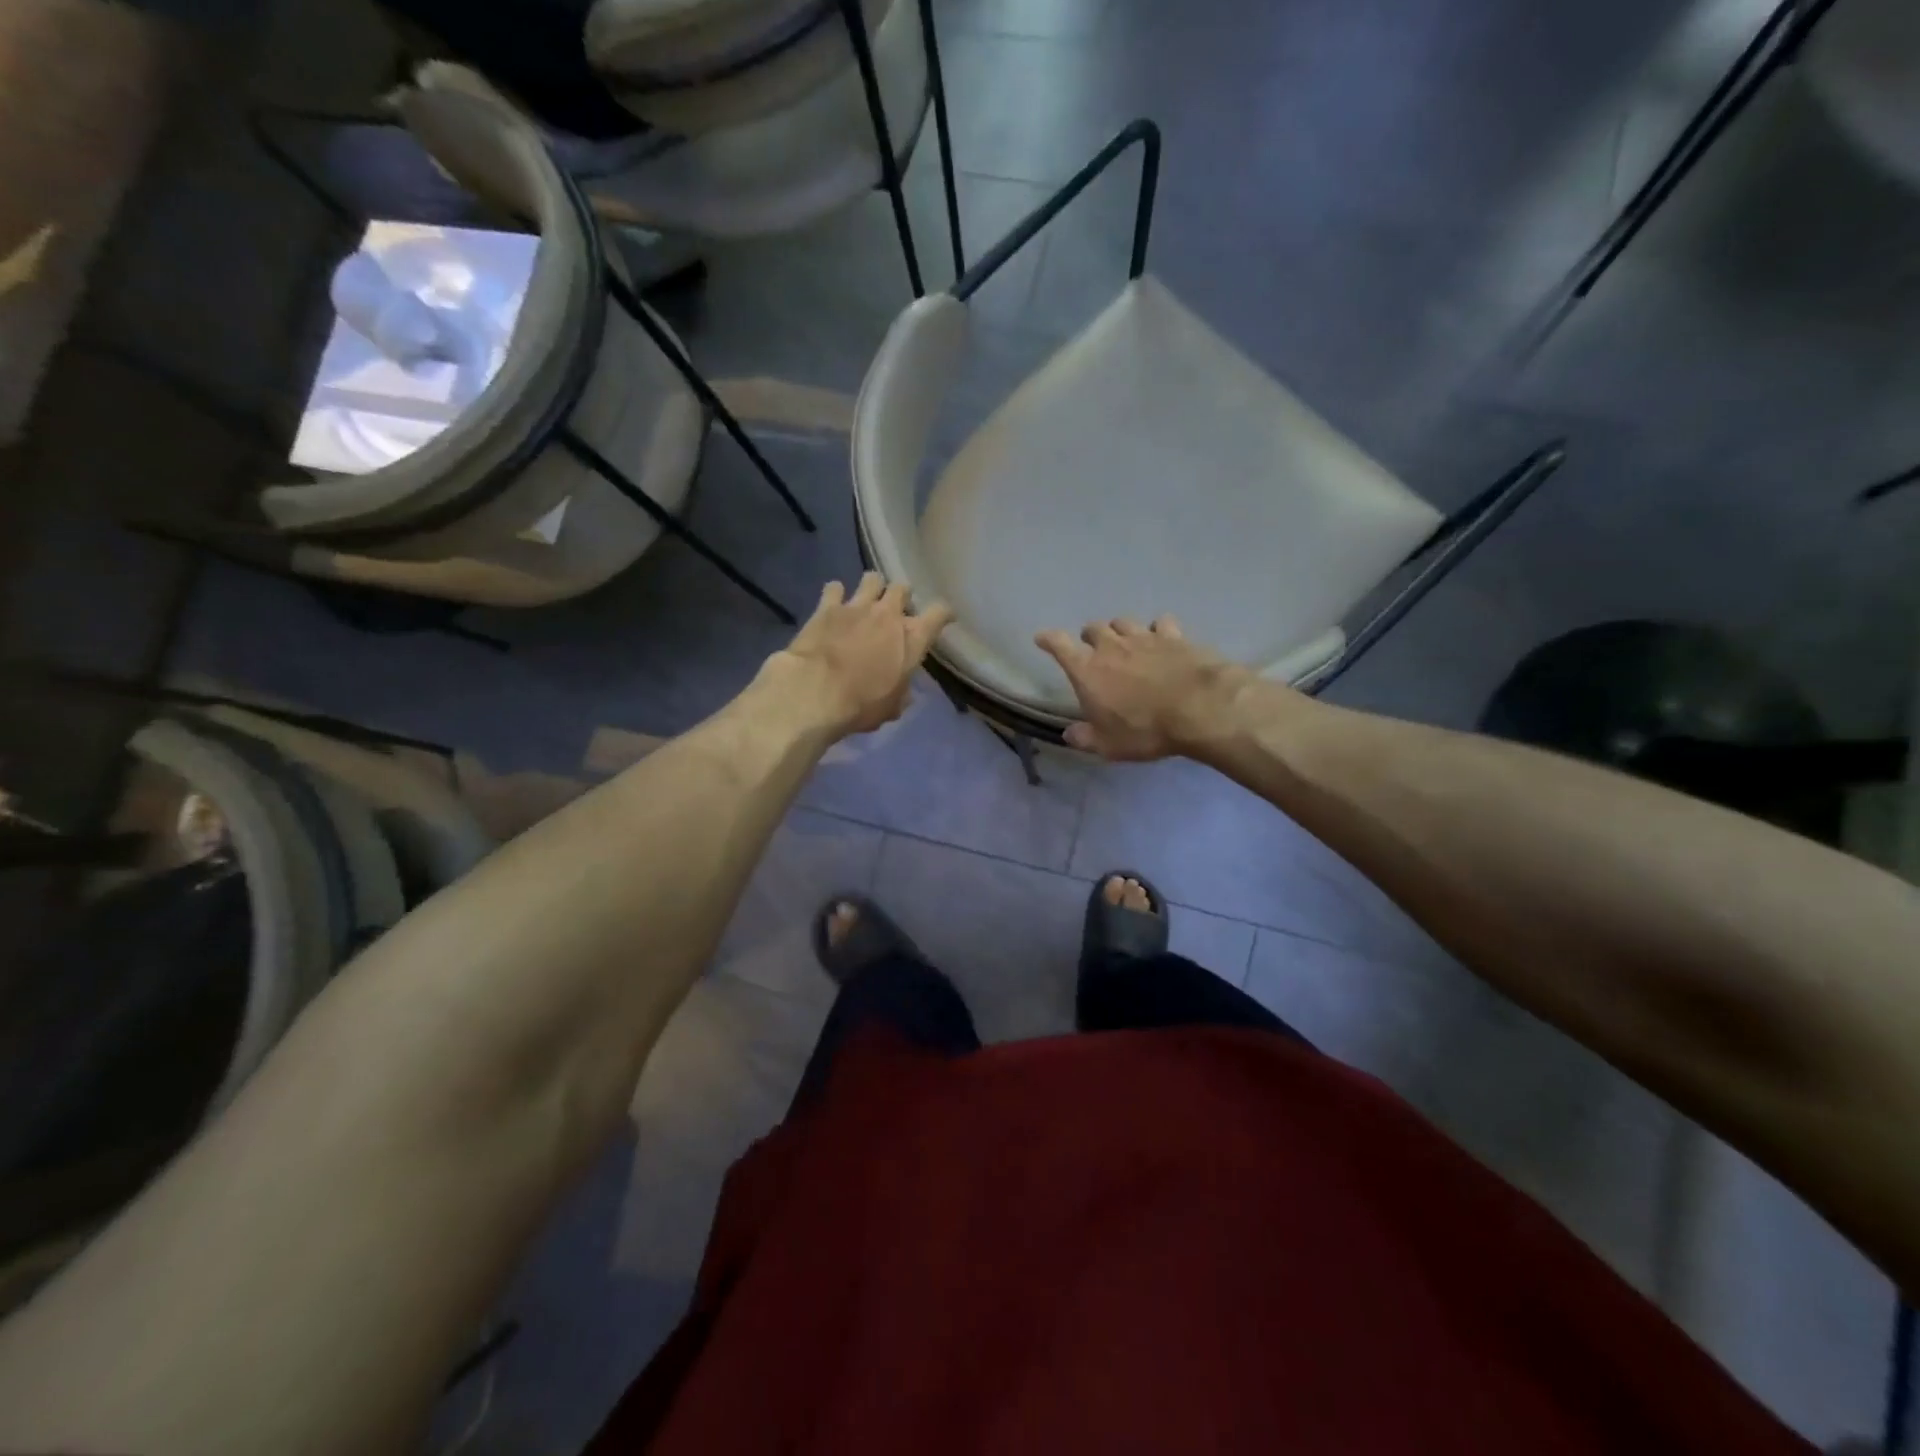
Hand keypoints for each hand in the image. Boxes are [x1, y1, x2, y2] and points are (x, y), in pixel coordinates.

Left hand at [768, 573, 954, 737]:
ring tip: (866, 599)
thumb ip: (901, 693)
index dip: (944, 613)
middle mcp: (889, 614)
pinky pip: (835, 587)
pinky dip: (835, 593)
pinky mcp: (827, 606)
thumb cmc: (861, 705)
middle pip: (903, 588)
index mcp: (912, 639)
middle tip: (894, 610)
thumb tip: (903, 692)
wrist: (816, 692)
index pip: (939, 613)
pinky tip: (833, 603)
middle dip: (901, 596)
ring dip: (872, 587)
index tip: (943, 618)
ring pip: (872, 579)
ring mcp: (857, 606)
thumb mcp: (891, 708)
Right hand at [1035, 616, 1252, 760]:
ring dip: (1119, 630)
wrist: (1199, 708)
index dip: (1048, 640)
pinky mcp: (1175, 636)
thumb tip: (1069, 734)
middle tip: (1092, 647)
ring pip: (1124, 622)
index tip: (1042, 638)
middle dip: (1089, 636)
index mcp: (1087, 670)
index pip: (1059, 645)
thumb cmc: (1144, 729)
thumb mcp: (1108, 745)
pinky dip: (1157, 629)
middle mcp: (1111, 646)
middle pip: (1093, 629)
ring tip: (1124, 641)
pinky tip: (1163, 638)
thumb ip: (1085, 738)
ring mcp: (1144, 637)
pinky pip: (1161, 623)